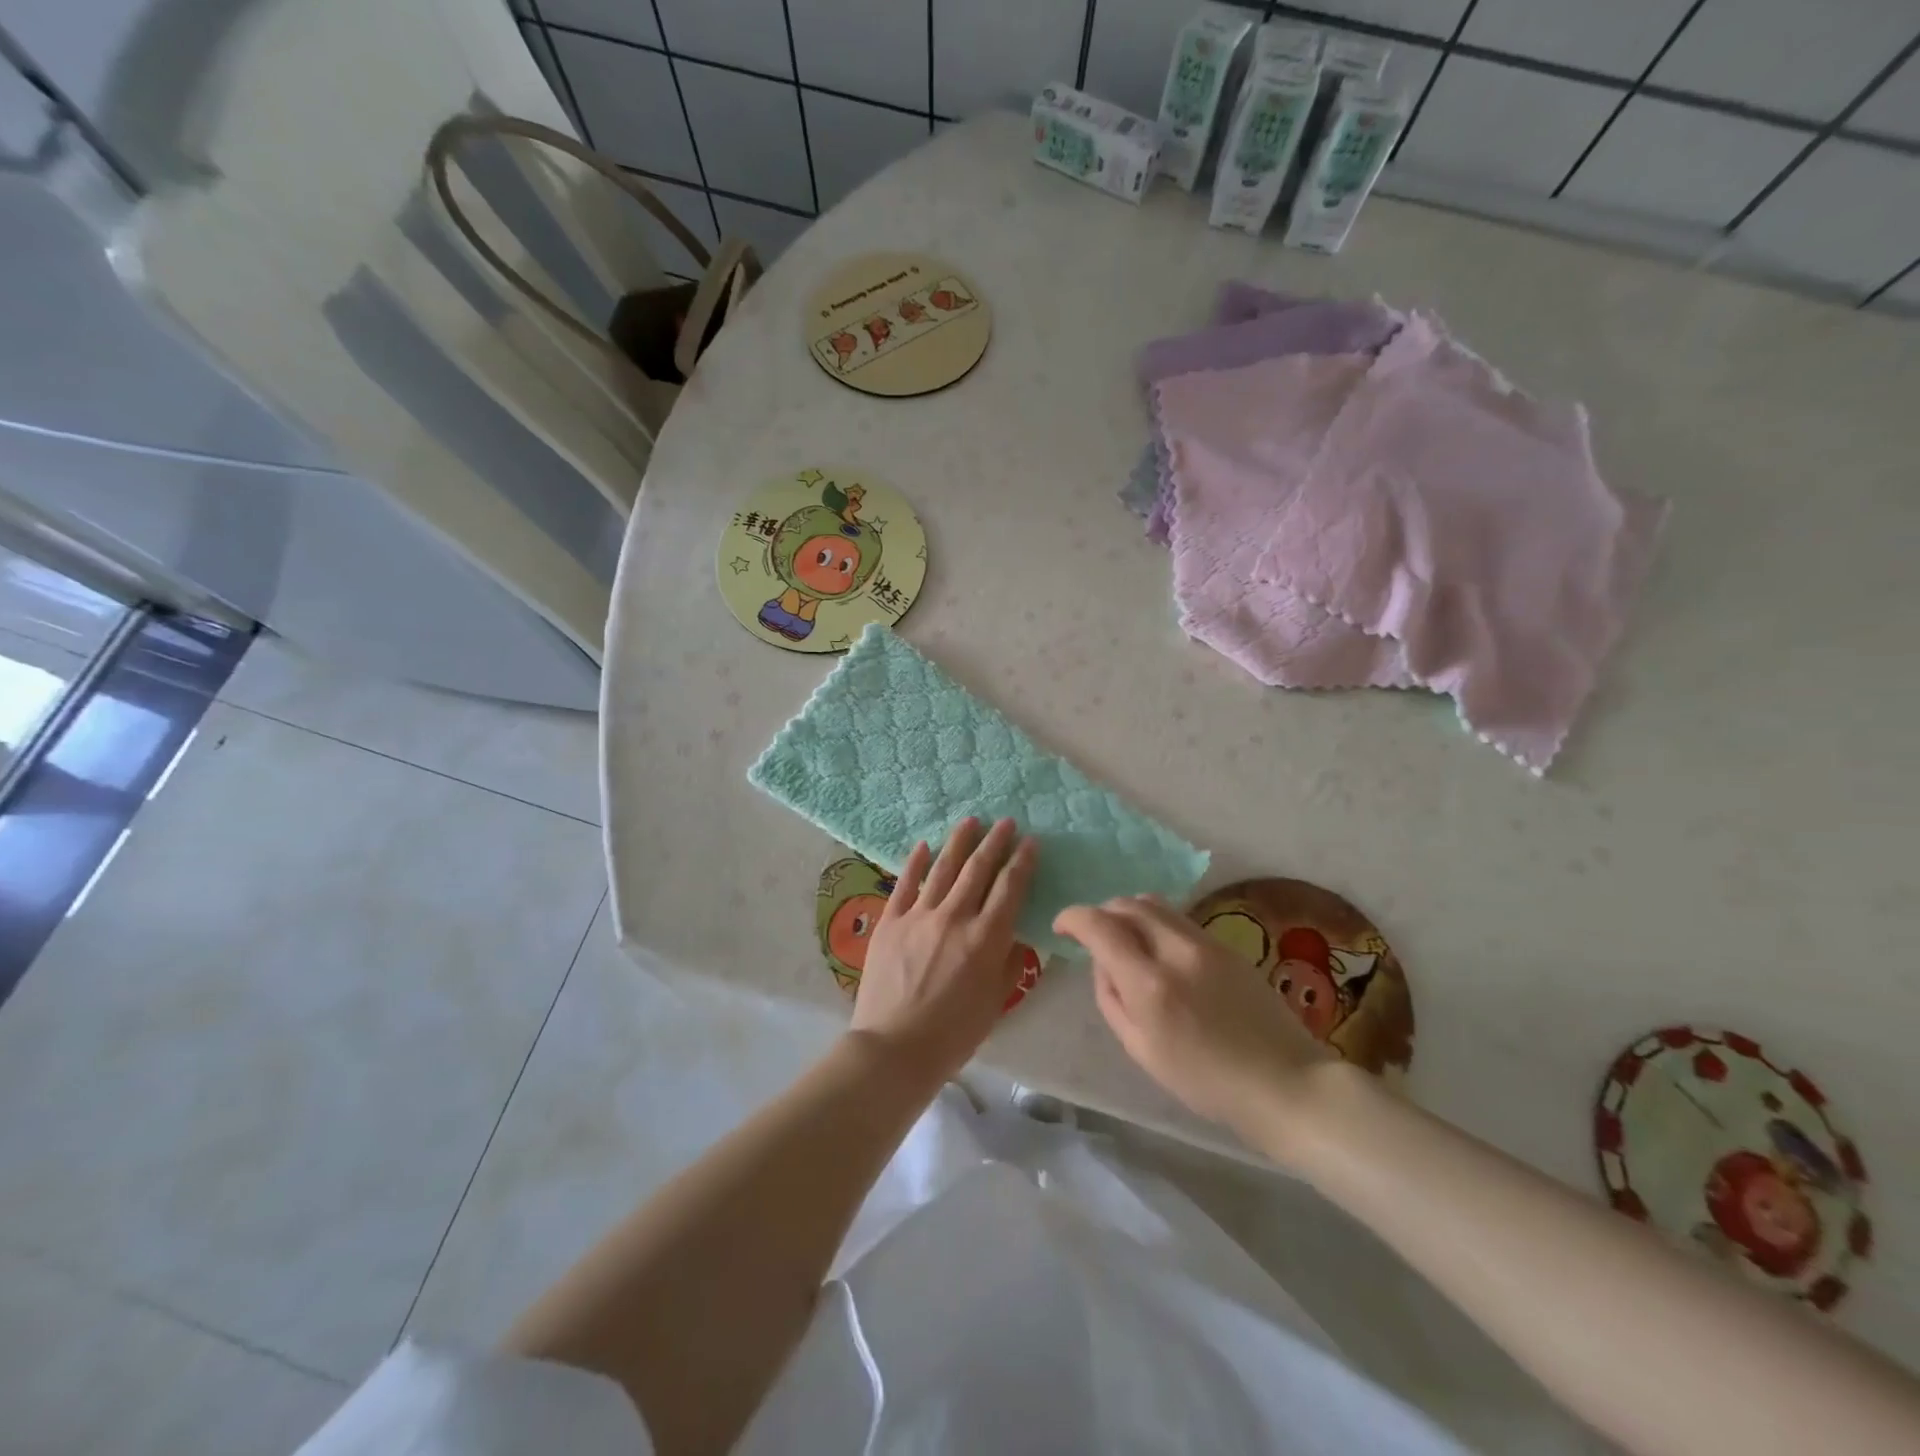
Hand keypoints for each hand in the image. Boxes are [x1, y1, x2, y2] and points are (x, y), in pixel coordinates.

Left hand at [850, 818, 1037, 1084]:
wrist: (894, 1048)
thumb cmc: (953, 1034)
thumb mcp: (995, 1002)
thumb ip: (1010, 964)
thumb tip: (1017, 937)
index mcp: (985, 938)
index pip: (1009, 888)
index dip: (1022, 862)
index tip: (1030, 842)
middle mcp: (954, 917)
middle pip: (978, 869)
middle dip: (995, 842)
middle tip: (1005, 822)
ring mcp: (918, 916)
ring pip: (943, 868)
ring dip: (959, 842)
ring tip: (970, 821)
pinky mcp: (890, 921)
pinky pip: (905, 883)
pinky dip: (916, 862)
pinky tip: (924, 845)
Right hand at [1054, 896, 1338, 1163]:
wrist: (1284, 1082)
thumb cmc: (1205, 1081)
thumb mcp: (1140, 1049)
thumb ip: (1111, 999)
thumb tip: (1102, 963)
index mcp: (1149, 983)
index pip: (1099, 926)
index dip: (1072, 918)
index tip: (1062, 927)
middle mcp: (1176, 950)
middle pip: (1127, 904)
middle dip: (1101, 911)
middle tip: (1093, 935)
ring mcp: (1206, 942)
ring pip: (1154, 903)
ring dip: (1129, 912)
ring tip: (1126, 938)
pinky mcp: (1227, 944)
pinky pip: (1179, 918)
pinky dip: (1156, 922)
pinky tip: (1160, 950)